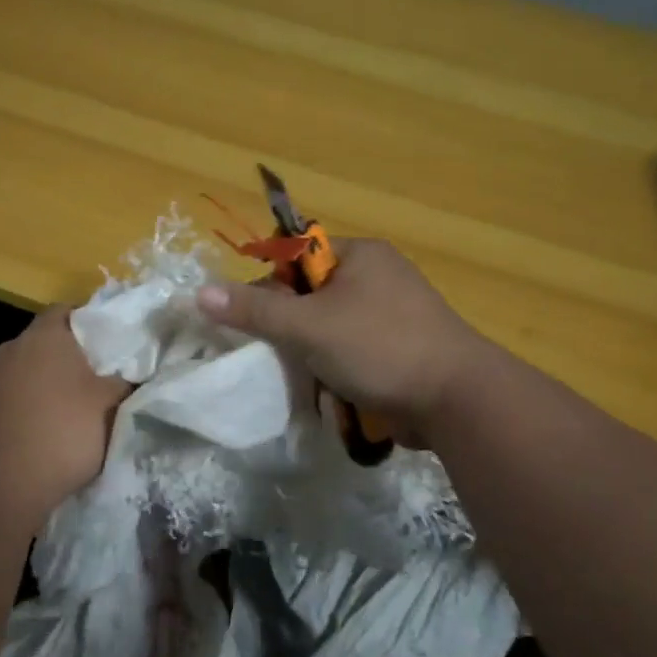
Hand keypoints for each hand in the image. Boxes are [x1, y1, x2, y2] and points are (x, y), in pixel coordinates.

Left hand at [0, 307, 130, 507]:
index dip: (84, 322)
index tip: (103, 342)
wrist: (4, 481)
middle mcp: (10, 349)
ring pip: (19, 374)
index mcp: (44, 336)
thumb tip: (129, 375)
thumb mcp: (110, 405)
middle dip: (61, 359)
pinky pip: (2, 403)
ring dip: (37, 387)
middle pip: (40, 344)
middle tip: (88, 381)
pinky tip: (33, 437)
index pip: (63, 311)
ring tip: (60, 414)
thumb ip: (122, 382)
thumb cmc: (65, 430)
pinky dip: (17, 412)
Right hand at [196, 240, 489, 446]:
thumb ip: (254, 310)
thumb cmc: (379, 347)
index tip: (257, 322)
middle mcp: (378, 277)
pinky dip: (338, 370)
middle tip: (279, 355)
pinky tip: (332, 391)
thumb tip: (199, 293)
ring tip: (306, 378)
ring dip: (314, 354)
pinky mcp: (401, 349)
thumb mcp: (308, 326)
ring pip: (329, 328)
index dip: (270, 286)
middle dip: (292, 329)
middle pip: (311, 296)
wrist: (457, 401)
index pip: (297, 256)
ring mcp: (393, 315)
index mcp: (361, 255)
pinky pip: (352, 352)